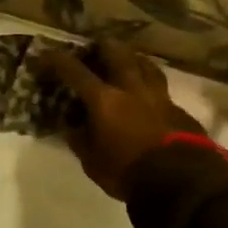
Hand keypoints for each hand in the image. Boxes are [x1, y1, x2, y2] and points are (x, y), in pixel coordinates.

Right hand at [41, 42, 208, 199]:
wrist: (181, 182)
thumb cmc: (128, 171)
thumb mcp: (92, 162)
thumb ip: (81, 140)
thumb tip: (72, 128)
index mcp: (104, 99)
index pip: (75, 71)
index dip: (57, 60)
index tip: (46, 54)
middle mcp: (130, 88)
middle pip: (117, 54)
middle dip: (103, 46)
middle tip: (96, 46)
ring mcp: (158, 96)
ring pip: (145, 64)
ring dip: (133, 59)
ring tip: (128, 60)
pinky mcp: (179, 108)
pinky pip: (162, 89)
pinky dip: (152, 85)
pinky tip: (151, 95)